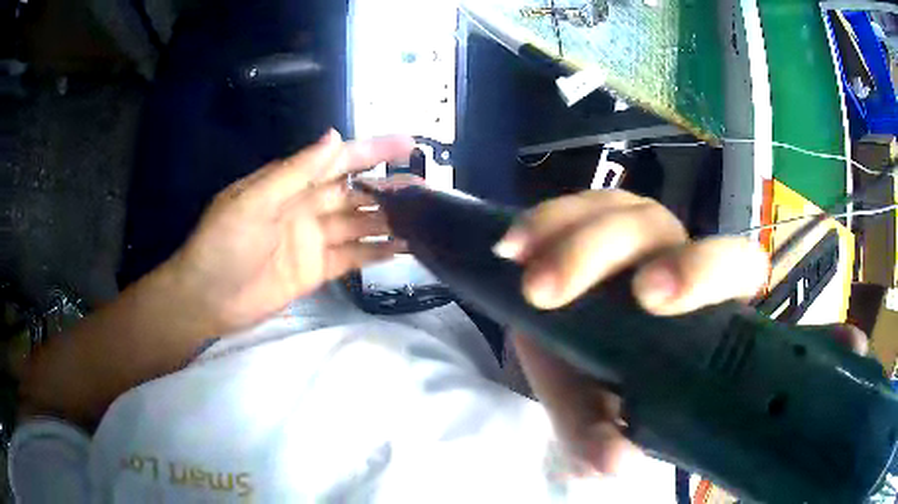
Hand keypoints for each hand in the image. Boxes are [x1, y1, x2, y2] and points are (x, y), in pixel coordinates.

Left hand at [167, 130, 414, 333]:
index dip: (372, 150)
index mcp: (290, 183)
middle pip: (354, 192)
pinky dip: (375, 252)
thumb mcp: (254, 202)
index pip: (338, 161)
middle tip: (424, 189)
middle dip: (387, 188)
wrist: (207, 299)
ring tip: (423, 218)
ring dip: (387, 220)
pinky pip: (352, 257)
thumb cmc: (223, 245)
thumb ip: (296, 172)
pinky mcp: (317, 270)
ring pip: (358, 224)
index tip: (407, 144)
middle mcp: (306, 207)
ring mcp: (313, 240)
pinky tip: (400, 248)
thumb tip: (334, 137)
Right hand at [493, 190, 866, 474]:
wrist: (566, 355)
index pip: (732, 268)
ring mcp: (631, 233)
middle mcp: (675, 257)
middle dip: (648, 254)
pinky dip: (541, 223)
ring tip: (531, 279)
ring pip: (621, 209)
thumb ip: (620, 437)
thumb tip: (619, 462)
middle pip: (679, 231)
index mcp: (704, 304)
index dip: (708, 275)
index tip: (659, 302)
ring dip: (576, 237)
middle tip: (626, 297)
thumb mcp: (615, 419)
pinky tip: (510, 248)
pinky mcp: (584, 221)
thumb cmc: (606, 389)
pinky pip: (569, 208)